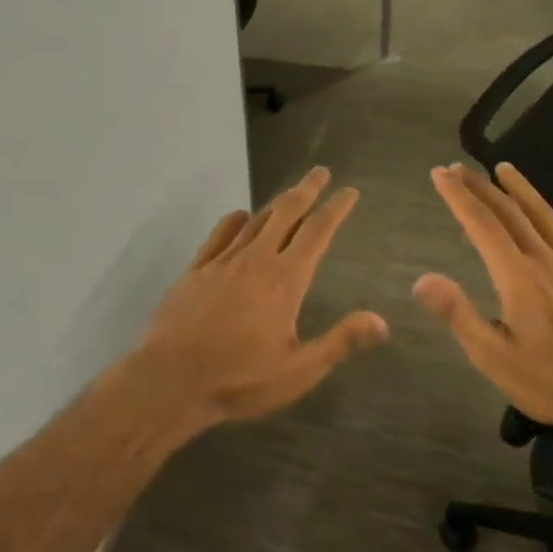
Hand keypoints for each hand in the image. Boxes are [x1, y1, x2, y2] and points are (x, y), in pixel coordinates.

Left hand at [134, 166, 387, 424]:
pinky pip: (220, 234)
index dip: (335, 209)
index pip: (317, 233)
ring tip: (290, 194)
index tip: (349, 191)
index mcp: (285, 280)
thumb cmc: (239, 378)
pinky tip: (240, 218)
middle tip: (320, 172)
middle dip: (306, 190)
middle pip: (286, 213)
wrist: (170, 379)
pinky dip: (235, 220)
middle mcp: (255, 260)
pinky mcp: (196, 270)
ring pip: (255, 220)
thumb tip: (382, 322)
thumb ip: (340, 342)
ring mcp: (222, 262)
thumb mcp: (298, 370)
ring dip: (276, 203)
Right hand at [412, 162, 552, 439]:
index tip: (439, 174)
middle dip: (480, 186)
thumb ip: (458, 314)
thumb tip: (422, 279)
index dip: (458, 197)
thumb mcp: (493, 356)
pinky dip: (544, 210)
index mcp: (519, 277)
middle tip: (456, 168)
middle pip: (510, 212)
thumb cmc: (549, 382)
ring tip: (501, 169)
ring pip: (541, 215)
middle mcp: (546, 261)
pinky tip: (540, 212)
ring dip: (518, 188)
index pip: (482, 225)